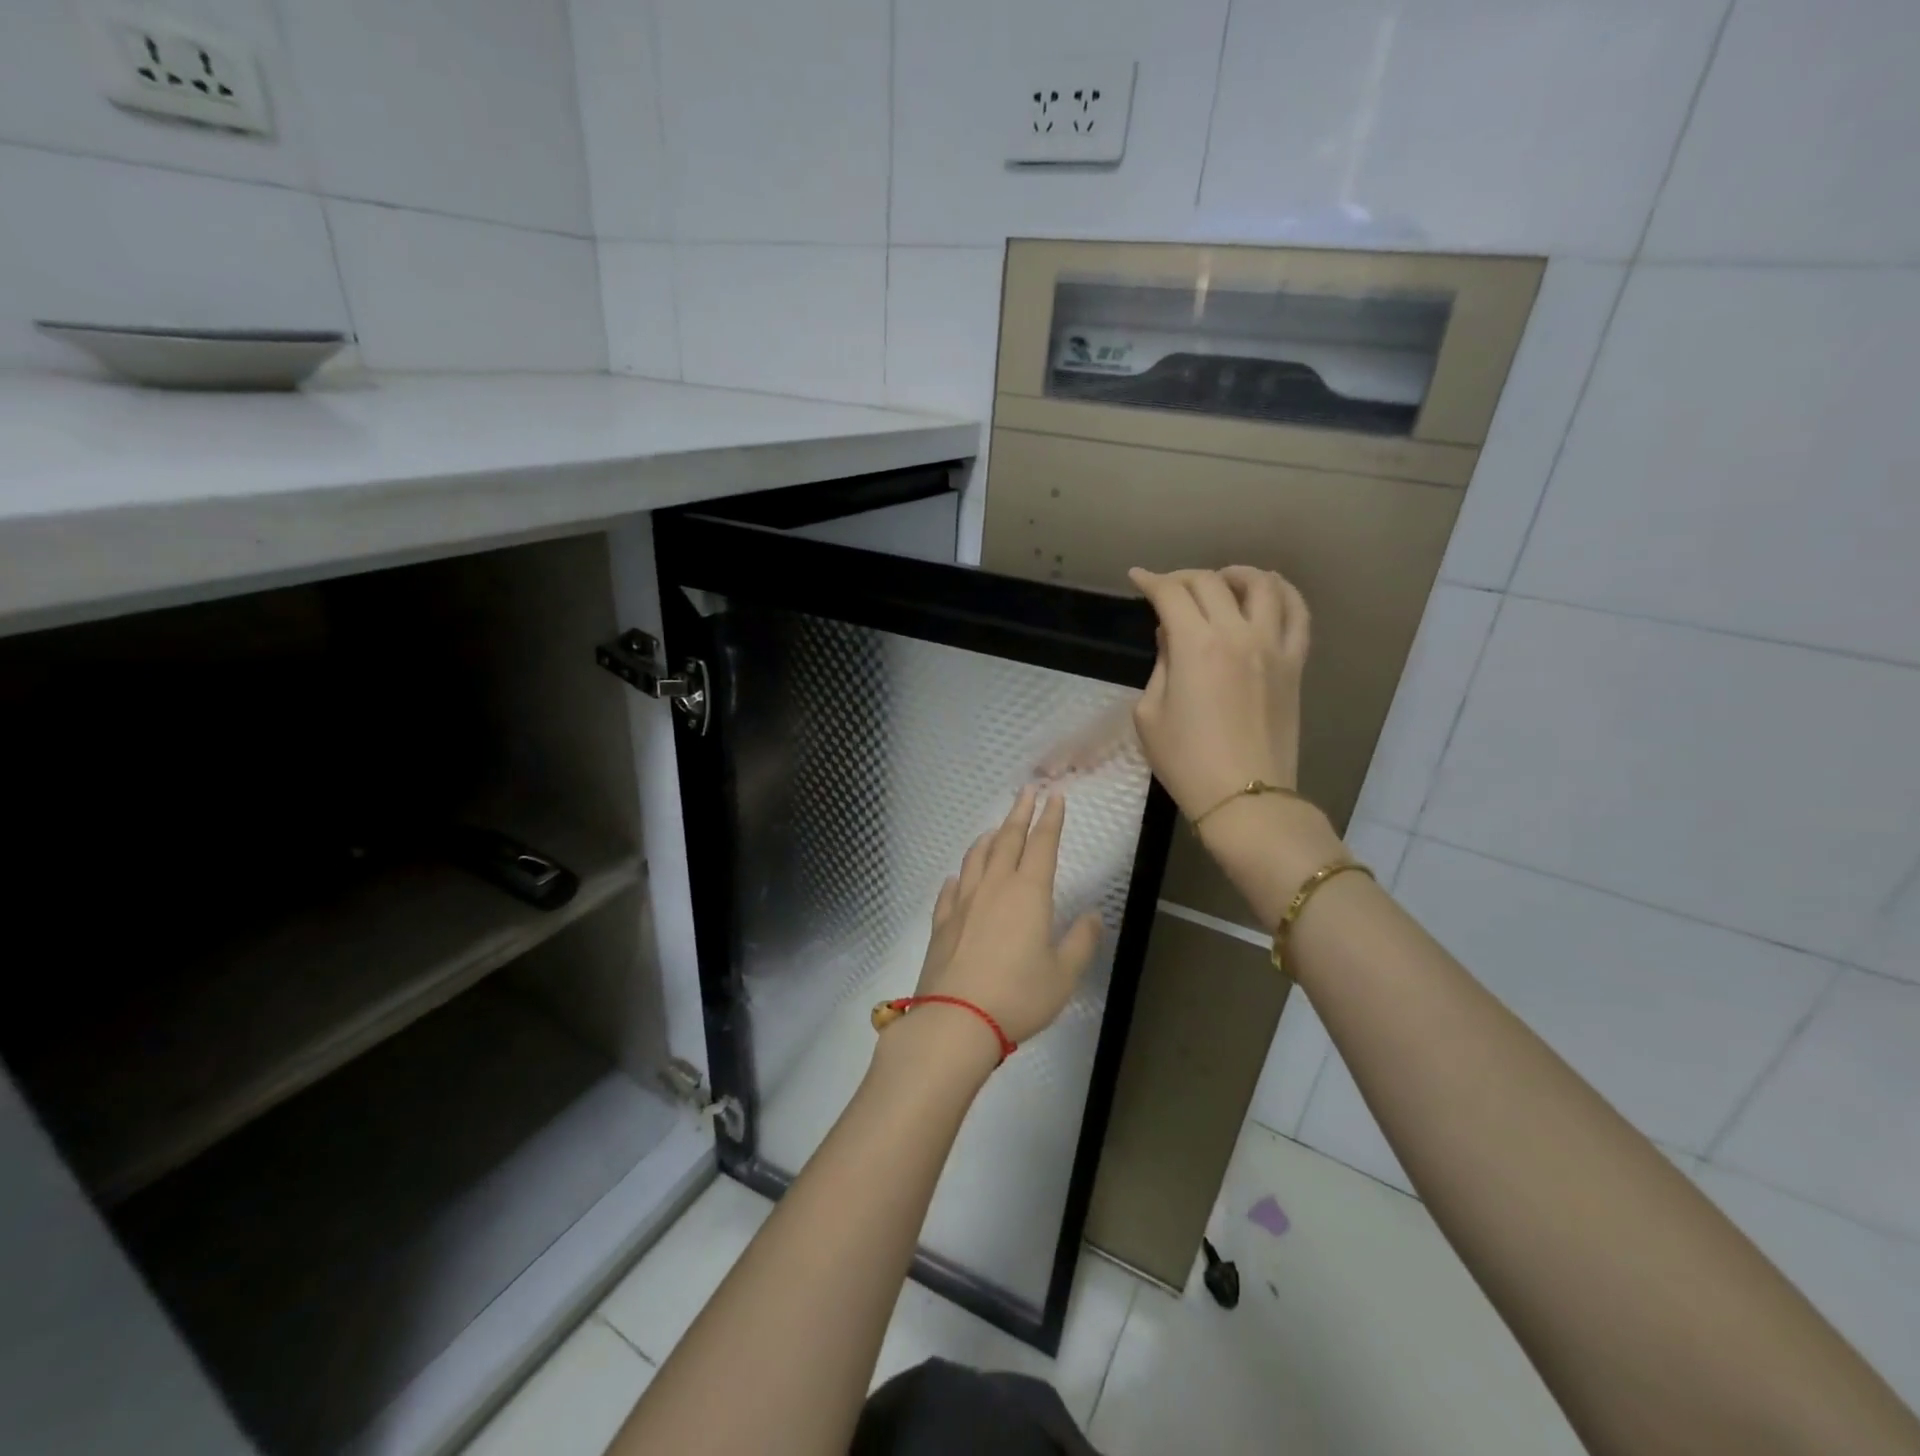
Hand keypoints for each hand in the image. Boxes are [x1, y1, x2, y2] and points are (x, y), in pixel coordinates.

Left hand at [906, 786, 1102, 1055]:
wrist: (957, 1019)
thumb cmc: (1018, 996)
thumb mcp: (1063, 975)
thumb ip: (1081, 941)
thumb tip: (1093, 915)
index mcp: (1029, 893)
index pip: (1042, 844)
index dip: (1050, 819)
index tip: (1055, 796)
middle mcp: (994, 886)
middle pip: (1008, 840)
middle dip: (1019, 813)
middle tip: (1026, 792)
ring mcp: (963, 902)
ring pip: (976, 858)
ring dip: (988, 838)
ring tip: (995, 829)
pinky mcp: (942, 922)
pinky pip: (950, 889)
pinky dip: (959, 876)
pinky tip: (958, 877)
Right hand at [1127, 566, 1310, 820]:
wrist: (1244, 797)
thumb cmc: (1185, 761)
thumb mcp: (1150, 714)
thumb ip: (1160, 666)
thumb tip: (1172, 636)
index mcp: (1195, 646)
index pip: (1172, 594)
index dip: (1150, 581)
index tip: (1137, 578)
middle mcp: (1237, 634)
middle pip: (1211, 583)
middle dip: (1183, 577)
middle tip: (1168, 588)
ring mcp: (1272, 646)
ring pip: (1263, 585)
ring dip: (1236, 574)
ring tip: (1222, 580)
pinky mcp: (1295, 663)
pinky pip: (1298, 614)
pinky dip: (1283, 593)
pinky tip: (1269, 592)